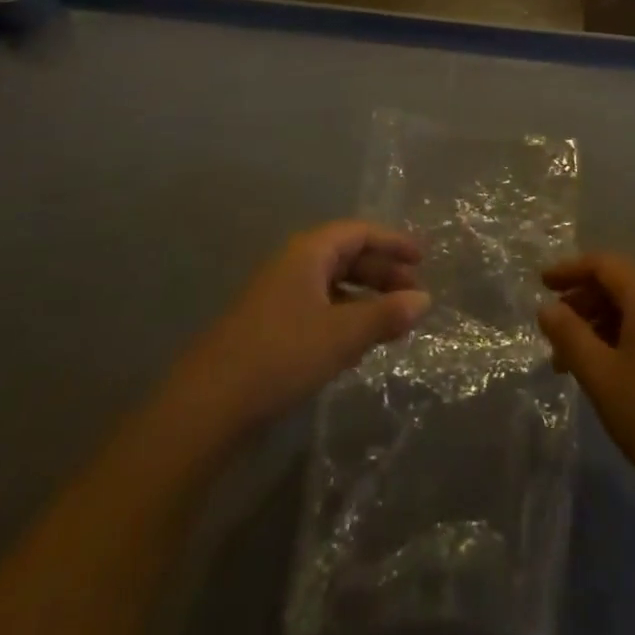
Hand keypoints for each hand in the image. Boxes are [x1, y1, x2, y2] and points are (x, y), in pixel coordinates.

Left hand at [161, 222, 430, 447]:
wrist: (209, 402)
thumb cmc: (282, 354)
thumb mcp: (342, 335)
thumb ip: (386, 315)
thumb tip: (424, 299)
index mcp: (309, 252)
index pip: (359, 232)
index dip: (393, 242)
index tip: (423, 258)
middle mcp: (294, 264)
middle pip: (347, 256)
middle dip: (383, 273)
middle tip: (414, 295)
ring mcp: (279, 295)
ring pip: (333, 284)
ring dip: (366, 297)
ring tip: (393, 321)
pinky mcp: (271, 325)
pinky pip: (319, 307)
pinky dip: (345, 316)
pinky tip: (357, 343)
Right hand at [540, 253, 634, 500]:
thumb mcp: (600, 375)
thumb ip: (569, 335)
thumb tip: (546, 308)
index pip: (604, 264)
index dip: (569, 269)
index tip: (541, 284)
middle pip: (619, 283)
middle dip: (582, 300)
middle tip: (553, 326)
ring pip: (633, 308)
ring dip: (598, 323)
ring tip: (570, 358)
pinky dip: (620, 337)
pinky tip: (604, 369)